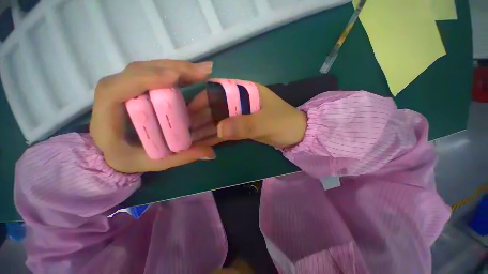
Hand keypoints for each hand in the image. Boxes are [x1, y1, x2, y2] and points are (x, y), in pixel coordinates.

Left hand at [90, 60, 215, 172]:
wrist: (113, 149)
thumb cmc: (128, 157)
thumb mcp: (153, 162)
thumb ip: (181, 158)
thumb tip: (211, 153)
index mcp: (106, 116)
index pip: (116, 90)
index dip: (143, 79)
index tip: (174, 78)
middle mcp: (113, 94)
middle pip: (138, 71)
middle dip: (171, 69)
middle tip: (201, 72)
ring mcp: (126, 86)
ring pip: (149, 67)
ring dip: (178, 67)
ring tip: (203, 71)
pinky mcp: (138, 85)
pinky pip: (156, 72)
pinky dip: (177, 71)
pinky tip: (194, 74)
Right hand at [189, 83, 306, 148]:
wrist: (297, 135)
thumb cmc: (285, 124)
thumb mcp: (266, 123)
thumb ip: (244, 125)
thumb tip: (218, 129)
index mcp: (246, 91)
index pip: (219, 89)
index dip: (202, 99)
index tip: (188, 111)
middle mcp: (240, 100)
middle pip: (216, 106)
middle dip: (200, 117)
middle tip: (184, 129)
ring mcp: (240, 114)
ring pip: (219, 119)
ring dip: (206, 128)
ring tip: (190, 138)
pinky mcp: (242, 126)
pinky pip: (226, 129)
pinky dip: (216, 136)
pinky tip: (204, 142)